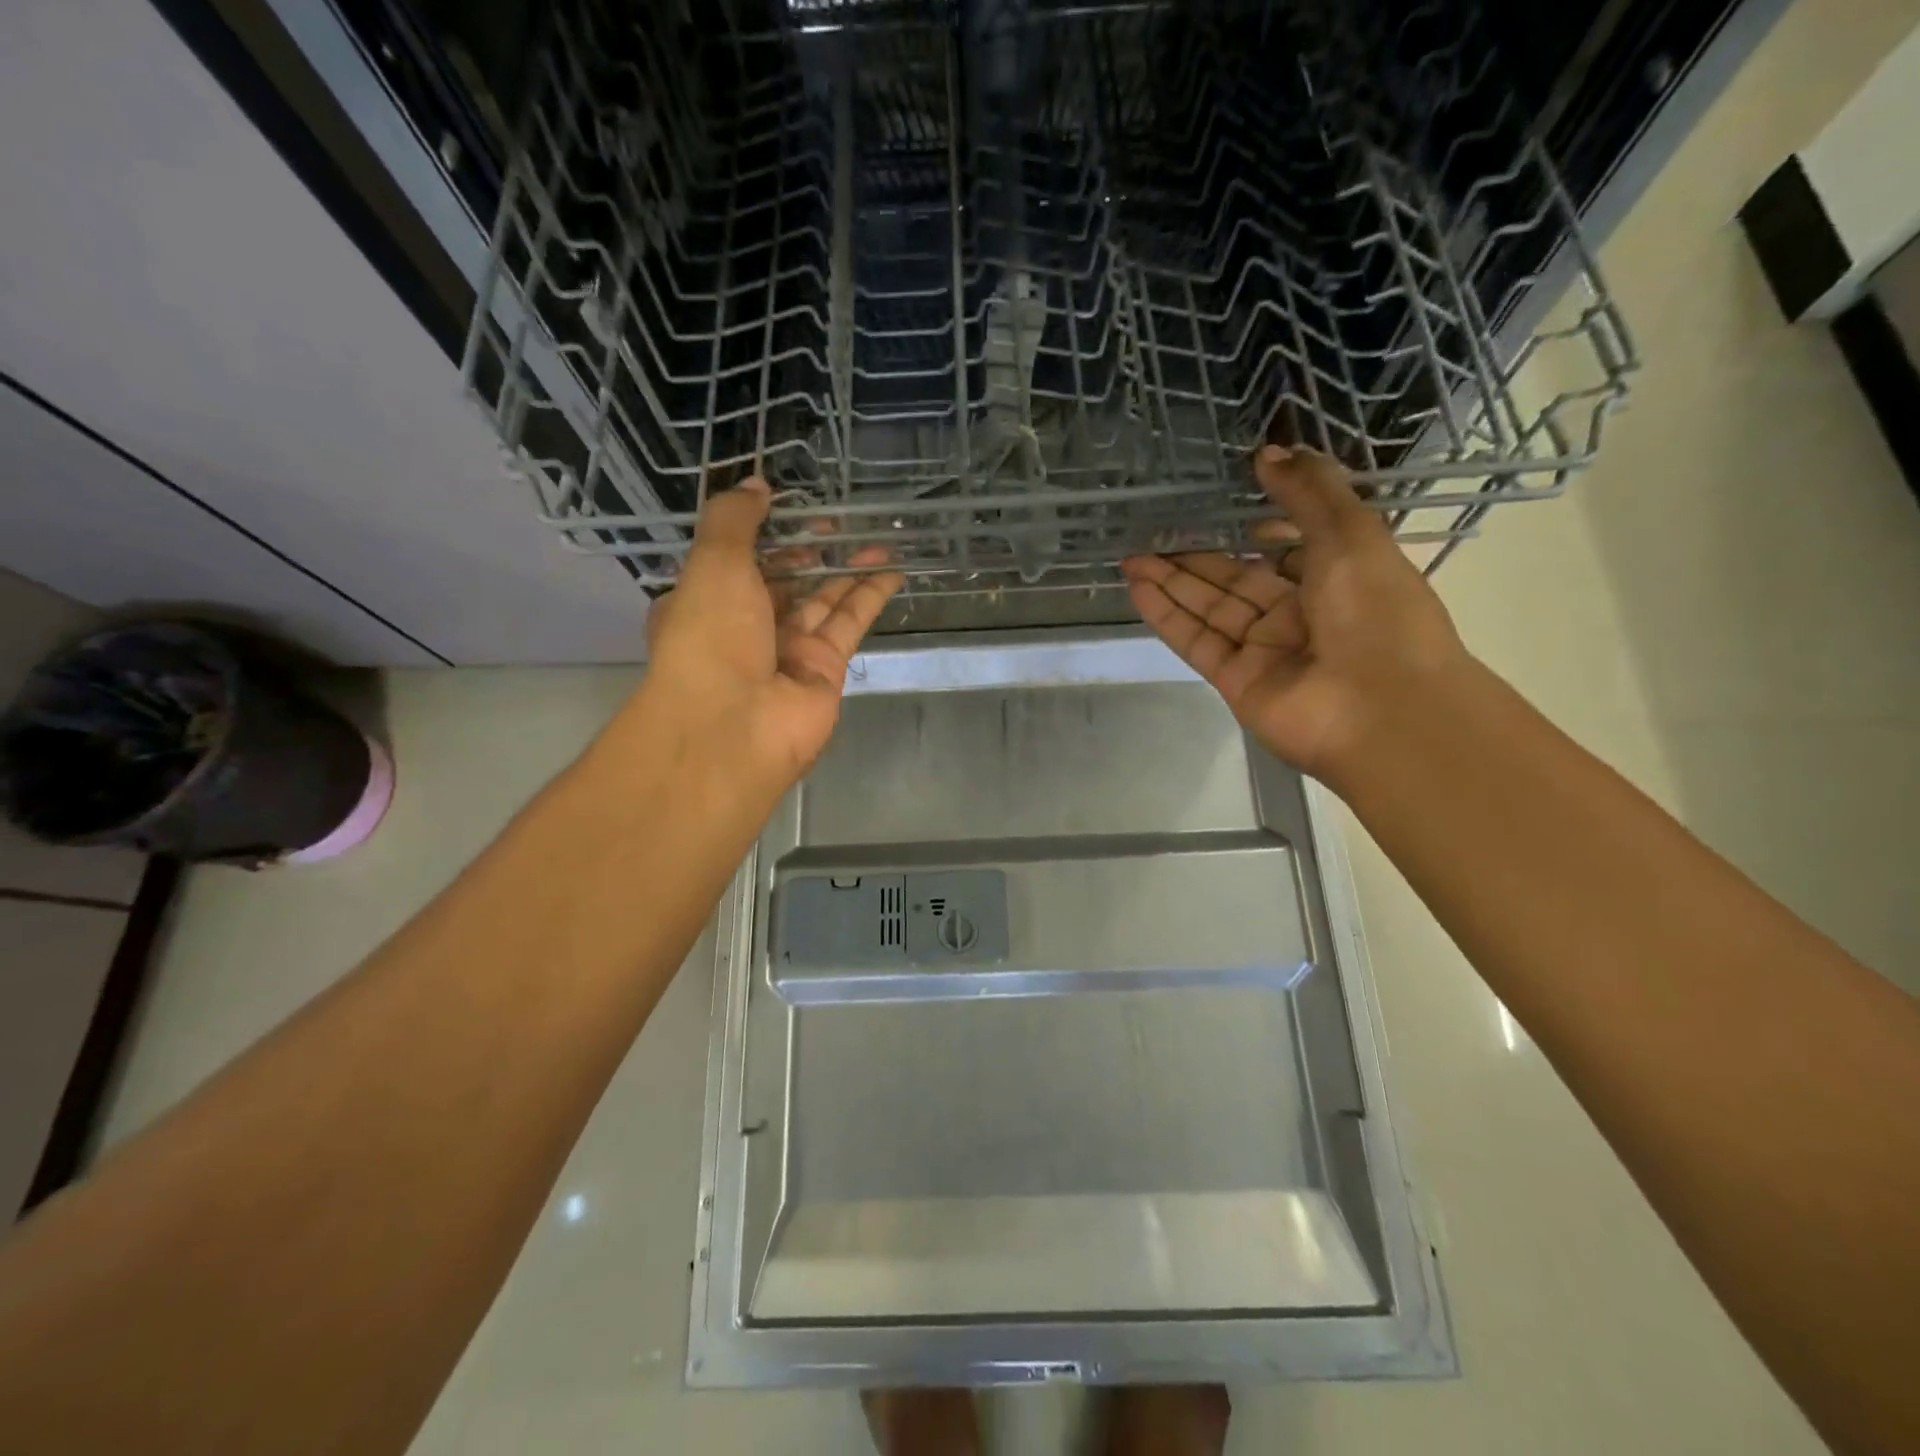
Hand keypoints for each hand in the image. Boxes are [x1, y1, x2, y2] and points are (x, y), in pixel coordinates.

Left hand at [629, 479, 903, 800]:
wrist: (733, 727)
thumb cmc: (710, 637)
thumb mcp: (712, 563)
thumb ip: (734, 519)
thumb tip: (757, 485)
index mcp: (705, 602)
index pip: (737, 562)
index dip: (766, 535)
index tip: (794, 509)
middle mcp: (746, 628)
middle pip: (785, 581)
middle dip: (812, 552)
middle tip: (842, 522)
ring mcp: (787, 651)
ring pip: (823, 600)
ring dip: (849, 569)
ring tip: (879, 537)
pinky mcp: (825, 669)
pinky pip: (849, 624)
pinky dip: (870, 596)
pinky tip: (892, 569)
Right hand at [1121, 446, 1468, 783]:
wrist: (1382, 710)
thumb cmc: (1377, 612)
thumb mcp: (1351, 534)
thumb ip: (1308, 491)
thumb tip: (1268, 451)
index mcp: (1339, 580)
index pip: (1290, 551)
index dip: (1258, 530)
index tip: (1225, 506)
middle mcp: (1299, 616)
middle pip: (1238, 580)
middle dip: (1196, 558)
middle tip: (1152, 533)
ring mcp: (1265, 652)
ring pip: (1210, 609)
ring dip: (1171, 583)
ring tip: (1131, 557)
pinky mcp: (1236, 681)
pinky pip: (1197, 641)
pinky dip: (1167, 615)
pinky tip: (1137, 588)